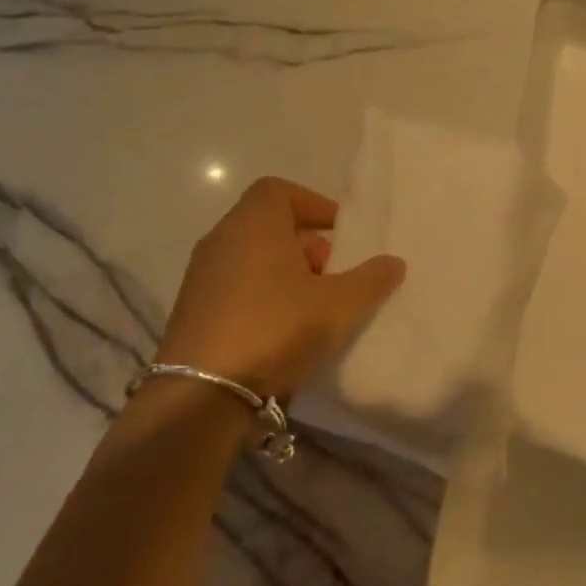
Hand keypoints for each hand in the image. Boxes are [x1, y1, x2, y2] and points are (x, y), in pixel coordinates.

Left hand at [155, 177, 404, 397]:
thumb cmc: (275, 328)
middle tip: (335, 273)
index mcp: (253, 224)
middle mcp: (221, 241)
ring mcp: (201, 277)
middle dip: (307, 244)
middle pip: (268, 224)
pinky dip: (263, 296)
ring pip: (252, 258)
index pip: (279, 190)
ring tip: (315, 306)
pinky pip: (236, 287)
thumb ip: (371, 279)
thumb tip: (394, 262)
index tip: (339, 232)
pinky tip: (285, 330)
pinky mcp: (192, 312)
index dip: (313, 204)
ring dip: (286, 273)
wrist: (201, 396)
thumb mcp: (339, 304)